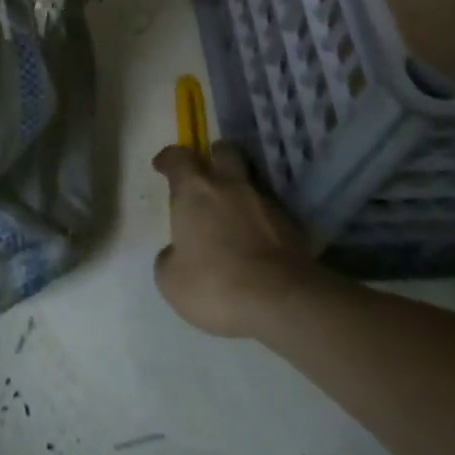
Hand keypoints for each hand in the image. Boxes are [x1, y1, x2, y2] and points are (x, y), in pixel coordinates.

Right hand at [151, 141, 315, 338]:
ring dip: (241, 190)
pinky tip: (256, 240)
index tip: (162, 165)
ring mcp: (265, 202)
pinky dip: (261, 218)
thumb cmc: (215, 285)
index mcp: (195, 190)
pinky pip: (270, 211)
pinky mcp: (292, 225)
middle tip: (207, 174)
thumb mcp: (172, 281)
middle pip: (225, 151)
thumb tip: (174, 253)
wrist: (282, 302)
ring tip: (234, 213)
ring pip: (251, 180)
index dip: (169, 159)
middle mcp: (230, 185)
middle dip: (215, 157)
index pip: (179, 157)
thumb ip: (169, 258)